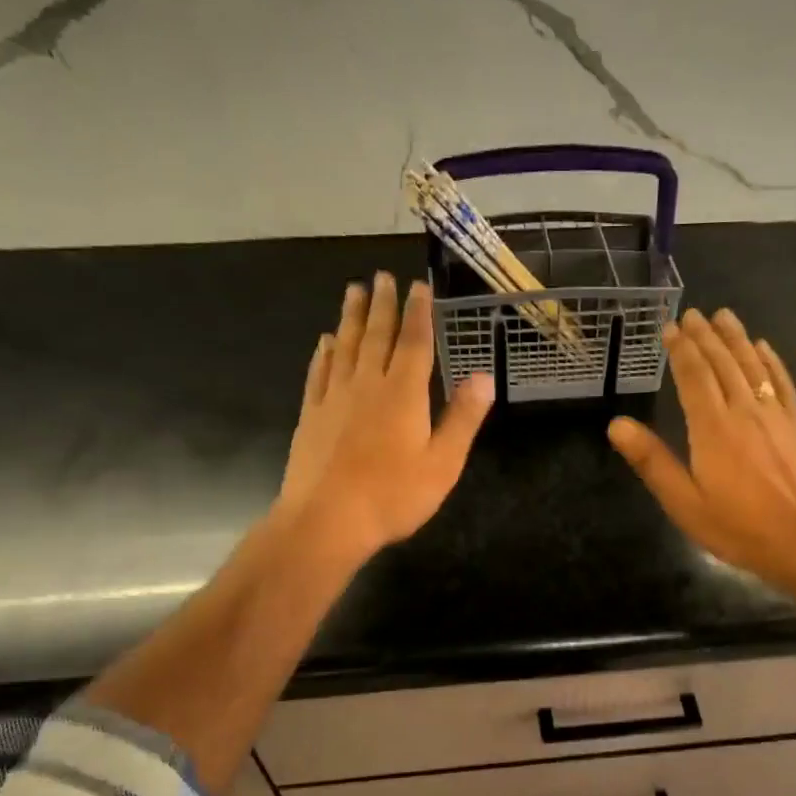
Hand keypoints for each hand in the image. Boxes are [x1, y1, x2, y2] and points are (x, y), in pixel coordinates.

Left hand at [276, 272, 494, 565]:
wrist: (326, 521)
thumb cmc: (392, 495)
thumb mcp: (443, 462)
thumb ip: (463, 418)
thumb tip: (484, 376)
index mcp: (403, 394)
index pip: (414, 342)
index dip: (418, 312)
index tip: (418, 285)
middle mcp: (367, 385)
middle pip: (376, 335)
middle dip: (382, 304)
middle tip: (381, 275)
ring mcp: (334, 398)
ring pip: (345, 346)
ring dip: (351, 317)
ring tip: (353, 291)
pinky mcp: (311, 415)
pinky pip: (318, 373)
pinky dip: (324, 353)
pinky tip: (325, 342)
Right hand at [608, 308, 795, 596]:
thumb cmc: (739, 527)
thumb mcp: (684, 503)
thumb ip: (652, 462)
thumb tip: (617, 424)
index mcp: (713, 428)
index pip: (693, 376)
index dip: (681, 350)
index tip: (670, 327)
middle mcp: (744, 411)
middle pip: (723, 364)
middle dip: (706, 337)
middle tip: (693, 313)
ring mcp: (776, 416)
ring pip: (752, 366)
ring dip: (737, 339)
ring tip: (724, 316)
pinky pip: (782, 384)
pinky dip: (771, 362)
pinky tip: (765, 348)